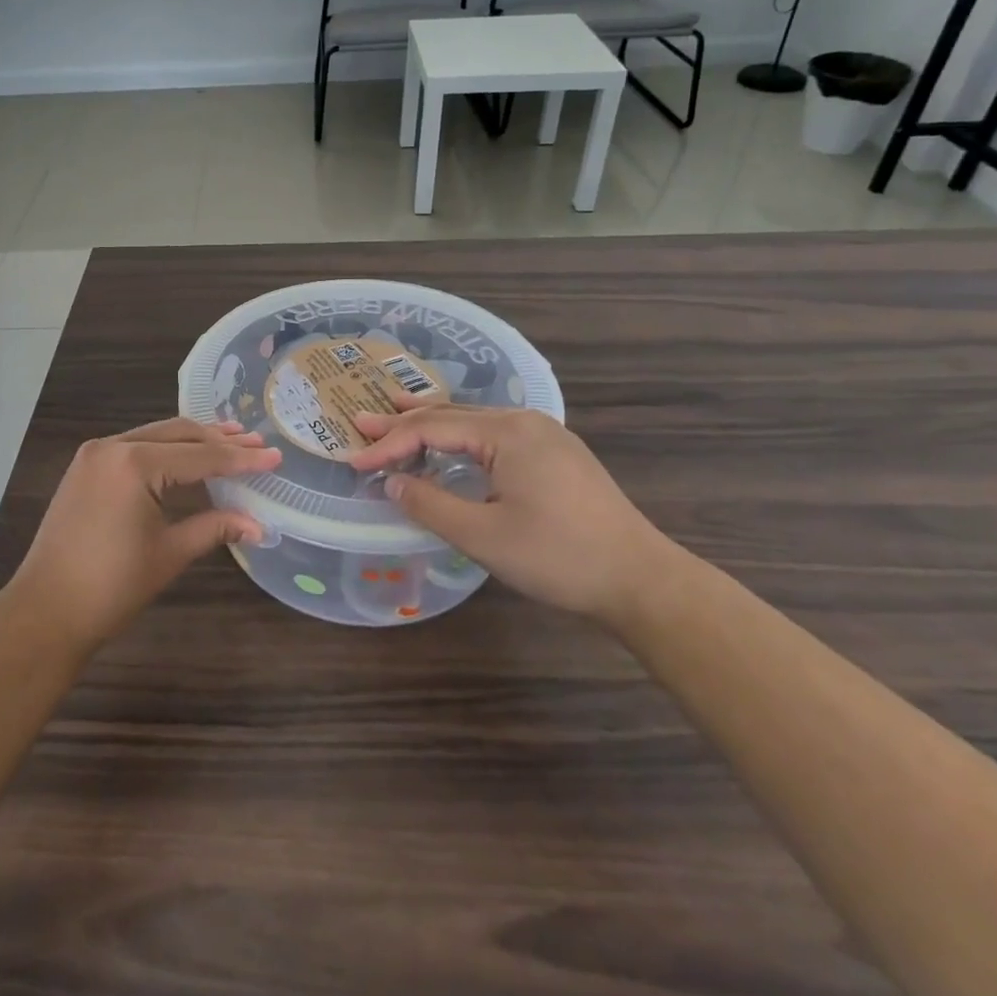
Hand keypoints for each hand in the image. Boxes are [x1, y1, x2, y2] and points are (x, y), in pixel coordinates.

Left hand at [6, 419, 281, 653]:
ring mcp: (94, 454)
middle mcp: (113, 446)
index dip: (240, 459)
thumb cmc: (111, 586)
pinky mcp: (85, 467)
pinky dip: (164, 449)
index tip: (274, 456)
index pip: (200, 456)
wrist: (45, 611)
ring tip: (230, 439)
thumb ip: (215, 528)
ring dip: (192, 440)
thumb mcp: (170, 553)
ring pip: (155, 436)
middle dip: (218, 440)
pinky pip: (135, 446)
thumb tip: (260, 526)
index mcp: (134, 463)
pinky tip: (186, 454)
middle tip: (256, 443)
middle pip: (178, 434)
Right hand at [350, 403, 685, 622]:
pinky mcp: (557, 455)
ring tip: (394, 417)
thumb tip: (391, 483)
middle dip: (404, 422)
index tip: (354, 462)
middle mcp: (525, 422)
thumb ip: (430, 504)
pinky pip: (495, 436)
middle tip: (362, 422)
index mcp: (507, 432)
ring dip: (432, 425)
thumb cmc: (559, 557)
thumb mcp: (483, 535)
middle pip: (452, 415)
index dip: (389, 445)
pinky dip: (461, 439)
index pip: (432, 428)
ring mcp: (545, 436)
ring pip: (475, 423)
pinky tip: (449, 446)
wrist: (642, 580)